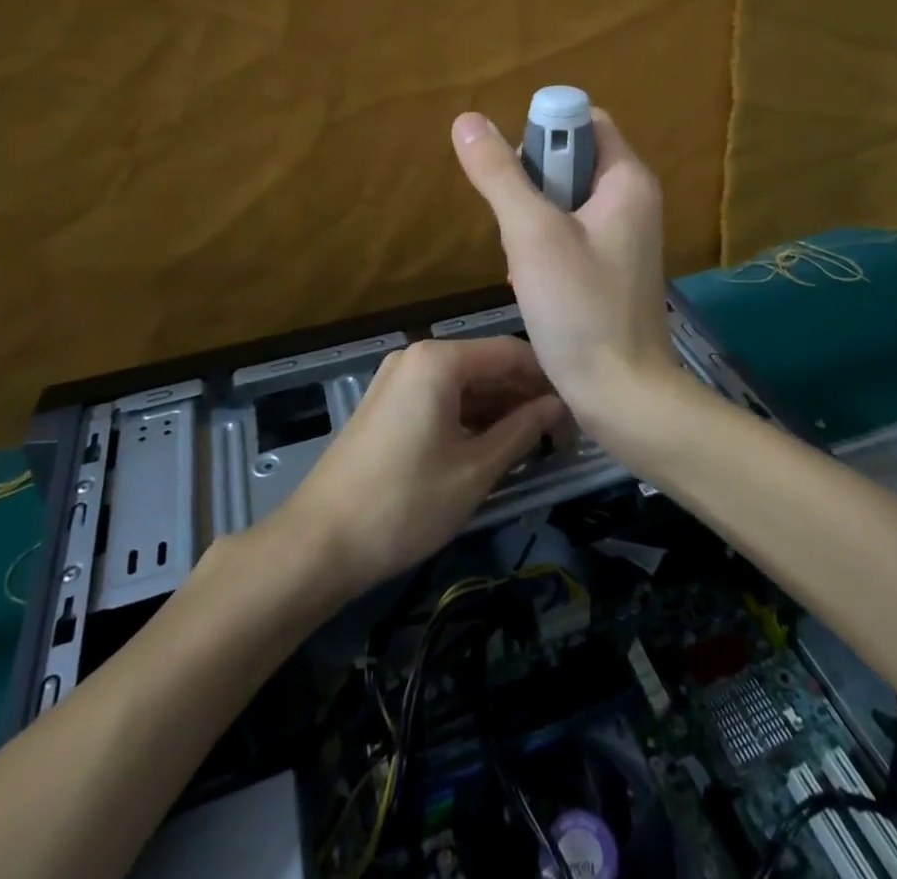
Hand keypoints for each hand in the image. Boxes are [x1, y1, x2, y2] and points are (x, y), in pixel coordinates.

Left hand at [276, 336, 563, 598]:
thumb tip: (559, 405)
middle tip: (562, 437)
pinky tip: (495, 448)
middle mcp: (418, 356)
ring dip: (501, 411)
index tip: (579, 411)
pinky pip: (442, 399)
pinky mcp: (388, 404)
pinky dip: (471, 419)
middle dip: (526, 398)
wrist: (317, 544)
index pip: (511, 352)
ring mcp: (398, 379)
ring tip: (536, 447)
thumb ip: (524, 430)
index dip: (548, 379)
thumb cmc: (405, 504)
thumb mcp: (476, 469)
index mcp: (439, 360)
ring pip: (466, 385)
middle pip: (488, 366)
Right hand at [450, 107, 683, 449]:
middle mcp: (634, 200)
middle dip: (532, 185)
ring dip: (533, 222)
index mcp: (627, 179)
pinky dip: (546, 248)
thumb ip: (500, 175)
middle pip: (572, 160)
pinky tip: (533, 284)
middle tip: (516, 226)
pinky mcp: (614, 268)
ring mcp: (627, 237)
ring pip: (566, 201)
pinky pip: (572, 235)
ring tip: (523, 263)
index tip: (514, 173)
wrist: (623, 395)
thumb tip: (467, 119)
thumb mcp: (531, 234)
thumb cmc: (581, 309)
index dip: (543, 133)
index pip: (585, 121)